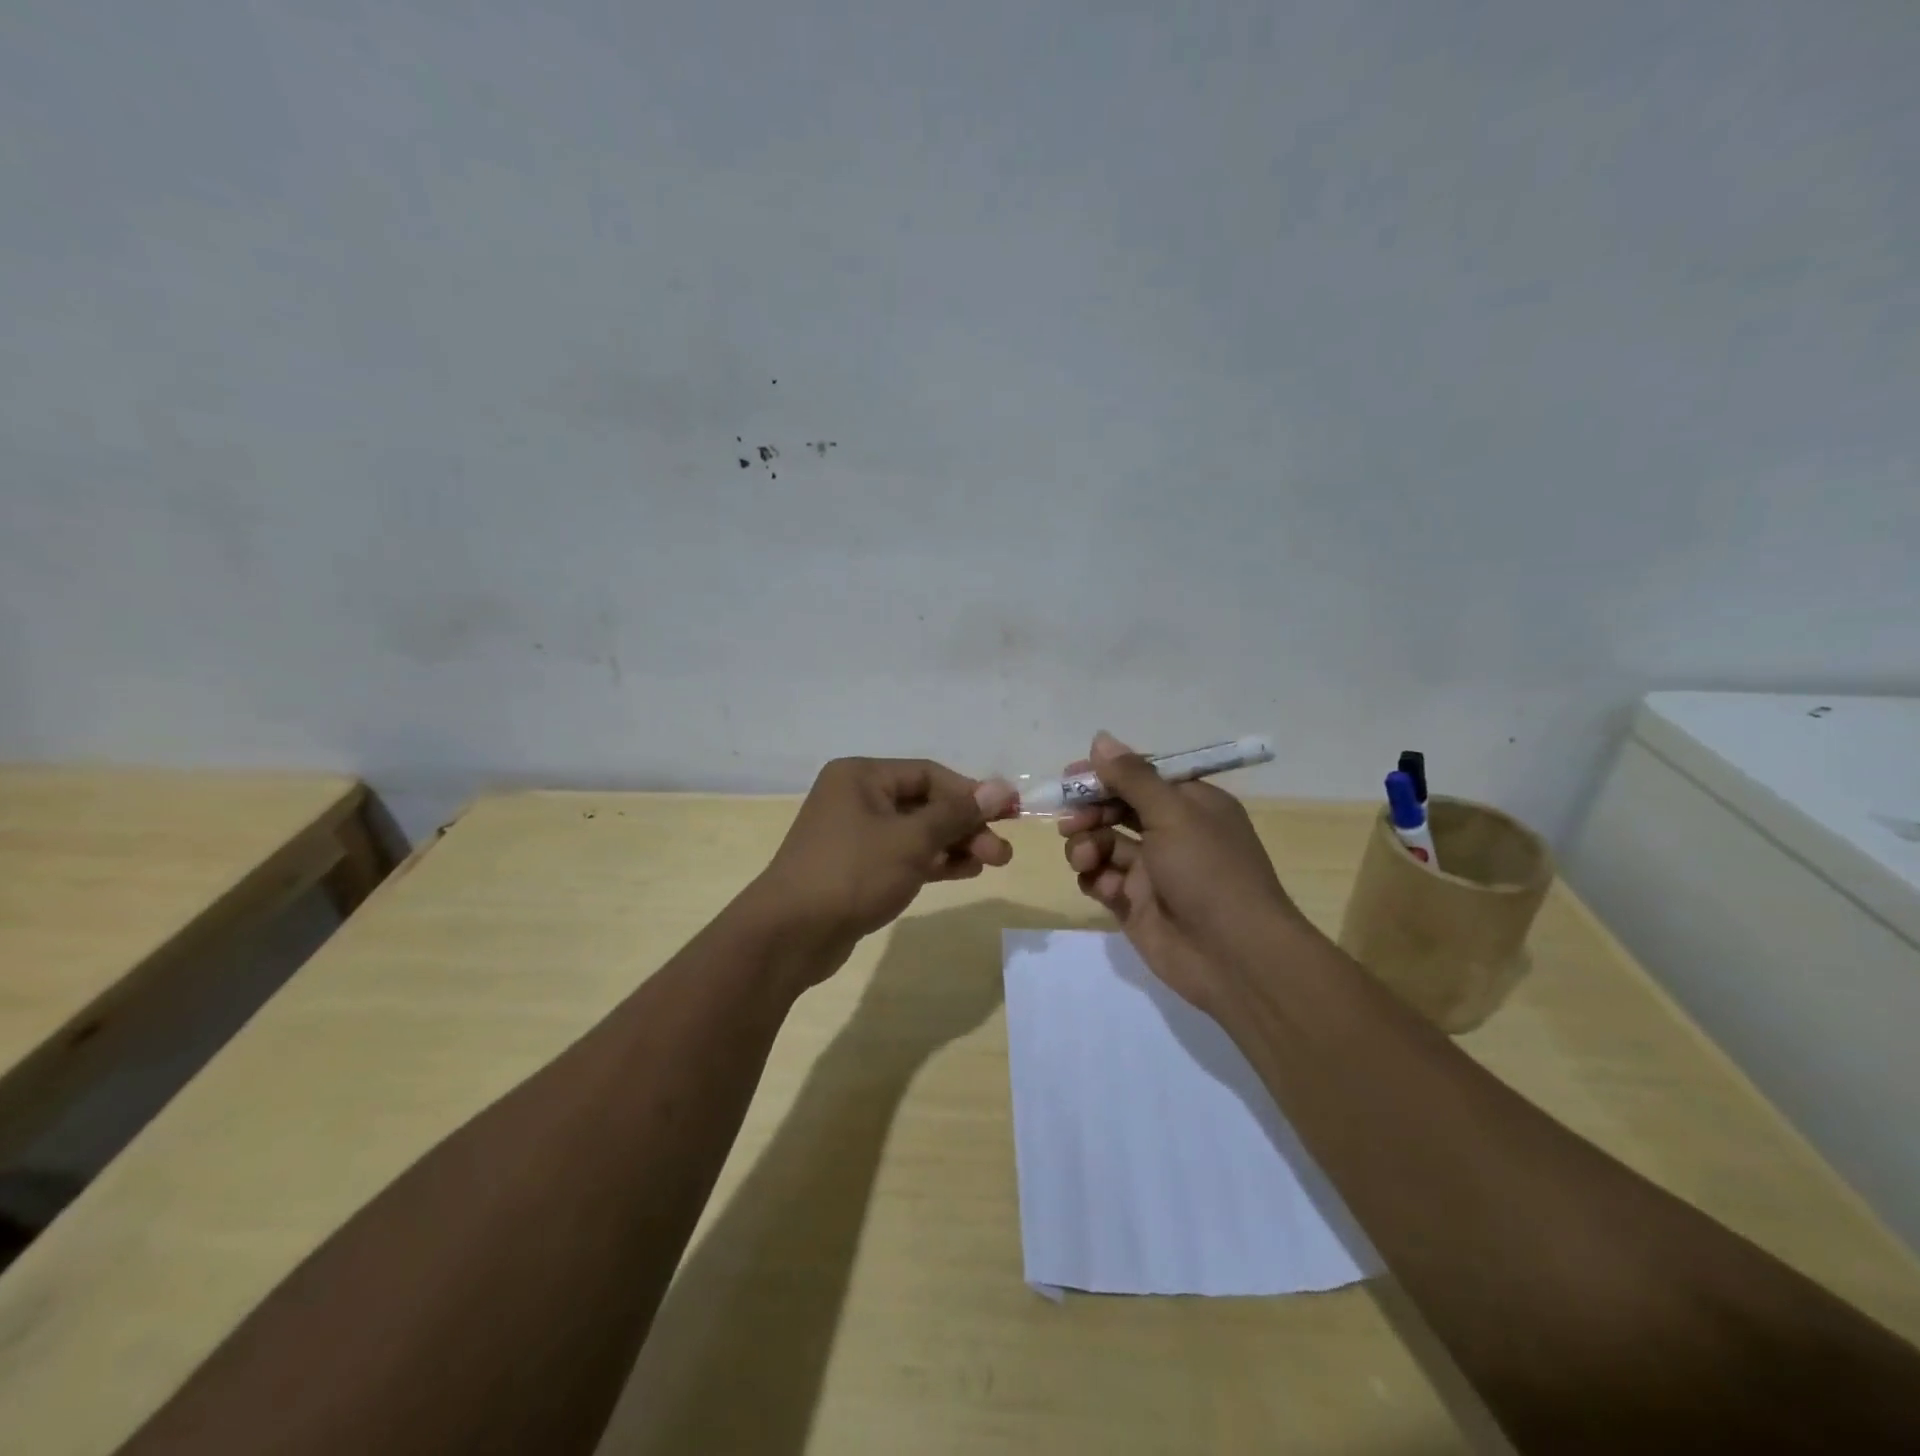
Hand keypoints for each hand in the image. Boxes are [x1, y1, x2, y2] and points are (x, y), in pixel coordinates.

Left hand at [748, 758, 1016, 981]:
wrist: (791, 935)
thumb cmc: (853, 873)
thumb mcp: (912, 840)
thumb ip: (957, 814)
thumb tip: (1000, 787)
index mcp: (862, 776)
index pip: (929, 774)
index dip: (971, 792)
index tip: (1008, 812)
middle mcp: (856, 798)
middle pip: (924, 804)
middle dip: (966, 825)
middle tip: (1003, 852)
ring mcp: (855, 835)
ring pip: (916, 832)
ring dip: (955, 845)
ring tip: (993, 863)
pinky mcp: (857, 868)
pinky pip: (903, 856)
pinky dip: (933, 862)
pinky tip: (965, 871)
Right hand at [1059, 732, 1302, 1010]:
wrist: (1234, 957)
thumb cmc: (1209, 872)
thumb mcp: (1173, 813)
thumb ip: (1133, 777)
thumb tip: (1100, 739)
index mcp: (1191, 804)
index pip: (1141, 776)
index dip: (1106, 774)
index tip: (1071, 776)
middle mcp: (1171, 833)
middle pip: (1116, 809)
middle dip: (1089, 811)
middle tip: (1070, 821)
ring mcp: (1152, 871)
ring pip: (1103, 843)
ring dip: (1086, 845)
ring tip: (1085, 857)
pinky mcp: (1134, 904)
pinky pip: (1102, 879)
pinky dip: (1094, 878)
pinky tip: (1102, 886)